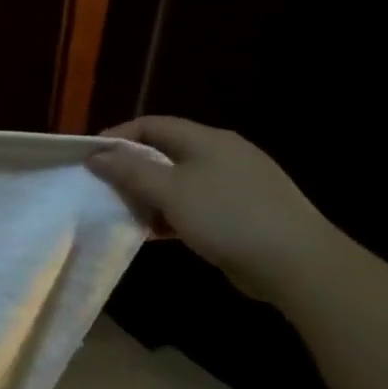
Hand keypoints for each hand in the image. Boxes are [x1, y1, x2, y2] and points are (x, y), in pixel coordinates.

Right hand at [84, 116, 347, 304]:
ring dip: (150, 195)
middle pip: (165, 152)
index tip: (90, 160)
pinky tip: (159, 233)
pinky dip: (172, 213)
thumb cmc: (227, 217)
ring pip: (180, 180)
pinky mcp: (244, 211)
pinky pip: (196, 203)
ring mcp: (237, 183)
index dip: (118, 137)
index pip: (152, 125)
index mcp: (207, 140)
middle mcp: (223, 154)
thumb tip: (96, 155)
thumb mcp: (170, 191)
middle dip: (132, 169)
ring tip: (128, 214)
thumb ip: (130, 171)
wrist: (297, 263)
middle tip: (106, 189)